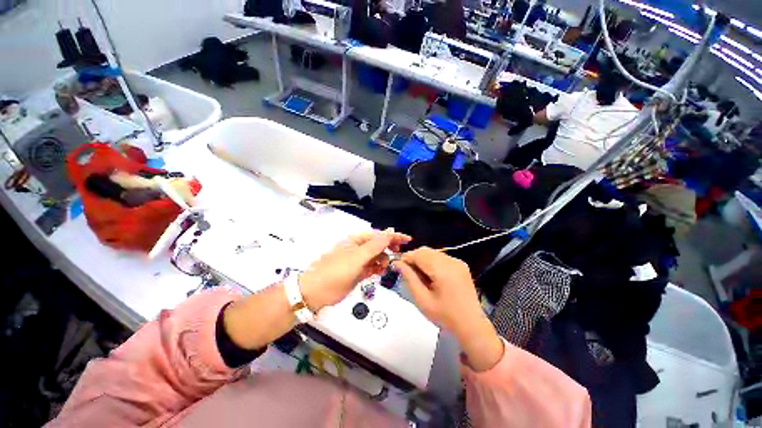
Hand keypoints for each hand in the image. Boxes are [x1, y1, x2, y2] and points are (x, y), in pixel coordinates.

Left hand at [299, 229, 410, 311]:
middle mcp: (358, 248)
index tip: (407, 240)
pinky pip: (372, 267)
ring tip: (384, 267)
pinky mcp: (358, 272)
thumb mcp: (356, 258)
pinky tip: (380, 272)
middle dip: (389, 248)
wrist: (315, 293)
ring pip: (376, 257)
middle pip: (378, 245)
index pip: (378, 235)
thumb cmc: (335, 272)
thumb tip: (389, 233)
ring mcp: (358, 260)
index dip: (393, 236)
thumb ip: (374, 246)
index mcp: (356, 240)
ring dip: (383, 260)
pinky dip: (378, 268)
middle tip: (399, 254)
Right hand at [393, 247, 503, 371]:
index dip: (407, 258)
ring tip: (421, 276)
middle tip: (408, 273)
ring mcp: (458, 262)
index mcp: (442, 269)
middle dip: (414, 258)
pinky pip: (441, 257)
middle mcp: (451, 261)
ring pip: (433, 253)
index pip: (419, 254)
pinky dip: (433, 262)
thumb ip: (409, 278)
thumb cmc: (444, 315)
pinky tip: (432, 276)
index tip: (398, 266)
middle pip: (426, 251)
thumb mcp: (422, 299)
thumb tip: (397, 263)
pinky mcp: (461, 265)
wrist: (471, 325)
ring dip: (423, 260)